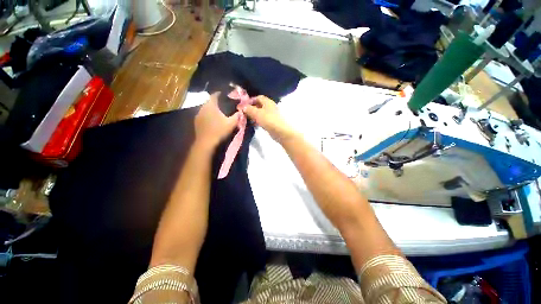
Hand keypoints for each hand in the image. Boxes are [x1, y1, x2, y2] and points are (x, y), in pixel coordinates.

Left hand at [195, 92, 239, 149]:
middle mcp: (202, 107)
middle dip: (217, 102)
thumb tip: (241, 111)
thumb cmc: (219, 131)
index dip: (221, 94)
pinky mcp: (196, 121)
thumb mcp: (231, 123)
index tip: (226, 95)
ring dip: (212, 109)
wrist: (206, 143)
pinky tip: (212, 120)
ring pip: (206, 108)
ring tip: (218, 112)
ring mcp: (198, 114)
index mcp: (211, 105)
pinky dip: (208, 115)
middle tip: (224, 105)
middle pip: (210, 101)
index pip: (215, 95)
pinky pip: (203, 114)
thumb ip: (237, 116)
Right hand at [242, 96, 295, 142]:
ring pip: (260, 113)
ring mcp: (271, 115)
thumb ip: (249, 109)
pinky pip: (263, 120)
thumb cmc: (269, 120)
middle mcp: (270, 107)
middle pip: (259, 105)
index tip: (243, 105)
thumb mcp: (257, 113)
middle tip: (243, 113)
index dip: (250, 100)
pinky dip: (257, 121)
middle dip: (251, 108)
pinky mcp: (271, 123)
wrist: (281, 132)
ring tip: (246, 119)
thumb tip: (242, 107)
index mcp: (268, 102)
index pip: (258, 97)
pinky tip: (253, 125)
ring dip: (254, 115)